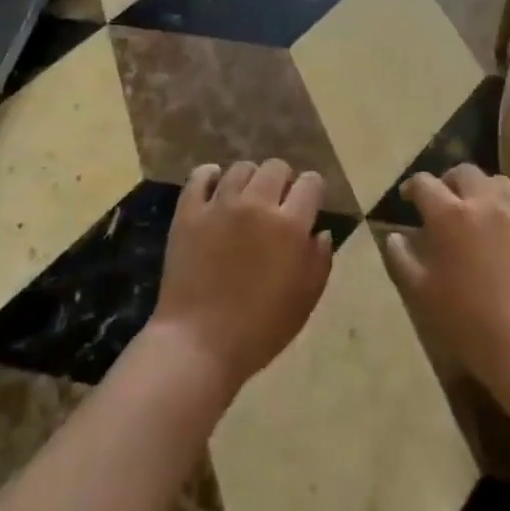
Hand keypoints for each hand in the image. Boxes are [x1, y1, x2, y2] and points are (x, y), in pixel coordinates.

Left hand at [150, 159, 333, 398]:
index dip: (312, 190)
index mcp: (290, 226)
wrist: (199, 343)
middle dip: (283, 180)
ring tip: (246, 199)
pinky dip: (210, 176)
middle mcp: (256, 204)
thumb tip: (320, 232)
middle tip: (277, 203)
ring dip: (250, 179)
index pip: (311, 183)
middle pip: (276, 167)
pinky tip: (215, 188)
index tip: (308, 203)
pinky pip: (200, 176)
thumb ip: (319, 261)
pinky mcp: (189, 211)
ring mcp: (219, 204)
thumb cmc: (260, 330)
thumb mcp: (305, 301)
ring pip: (241, 168)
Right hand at [383, 164, 509, 410]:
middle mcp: (485, 203)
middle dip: (449, 181)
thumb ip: (401, 258)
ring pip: (499, 183)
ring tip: (479, 210)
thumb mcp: (421, 293)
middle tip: (444, 200)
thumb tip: (395, 236)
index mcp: (449, 214)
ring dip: (483, 190)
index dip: (412, 187)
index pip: (424, 184)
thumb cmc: (467, 322)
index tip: (408, 198)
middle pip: (464, 172)